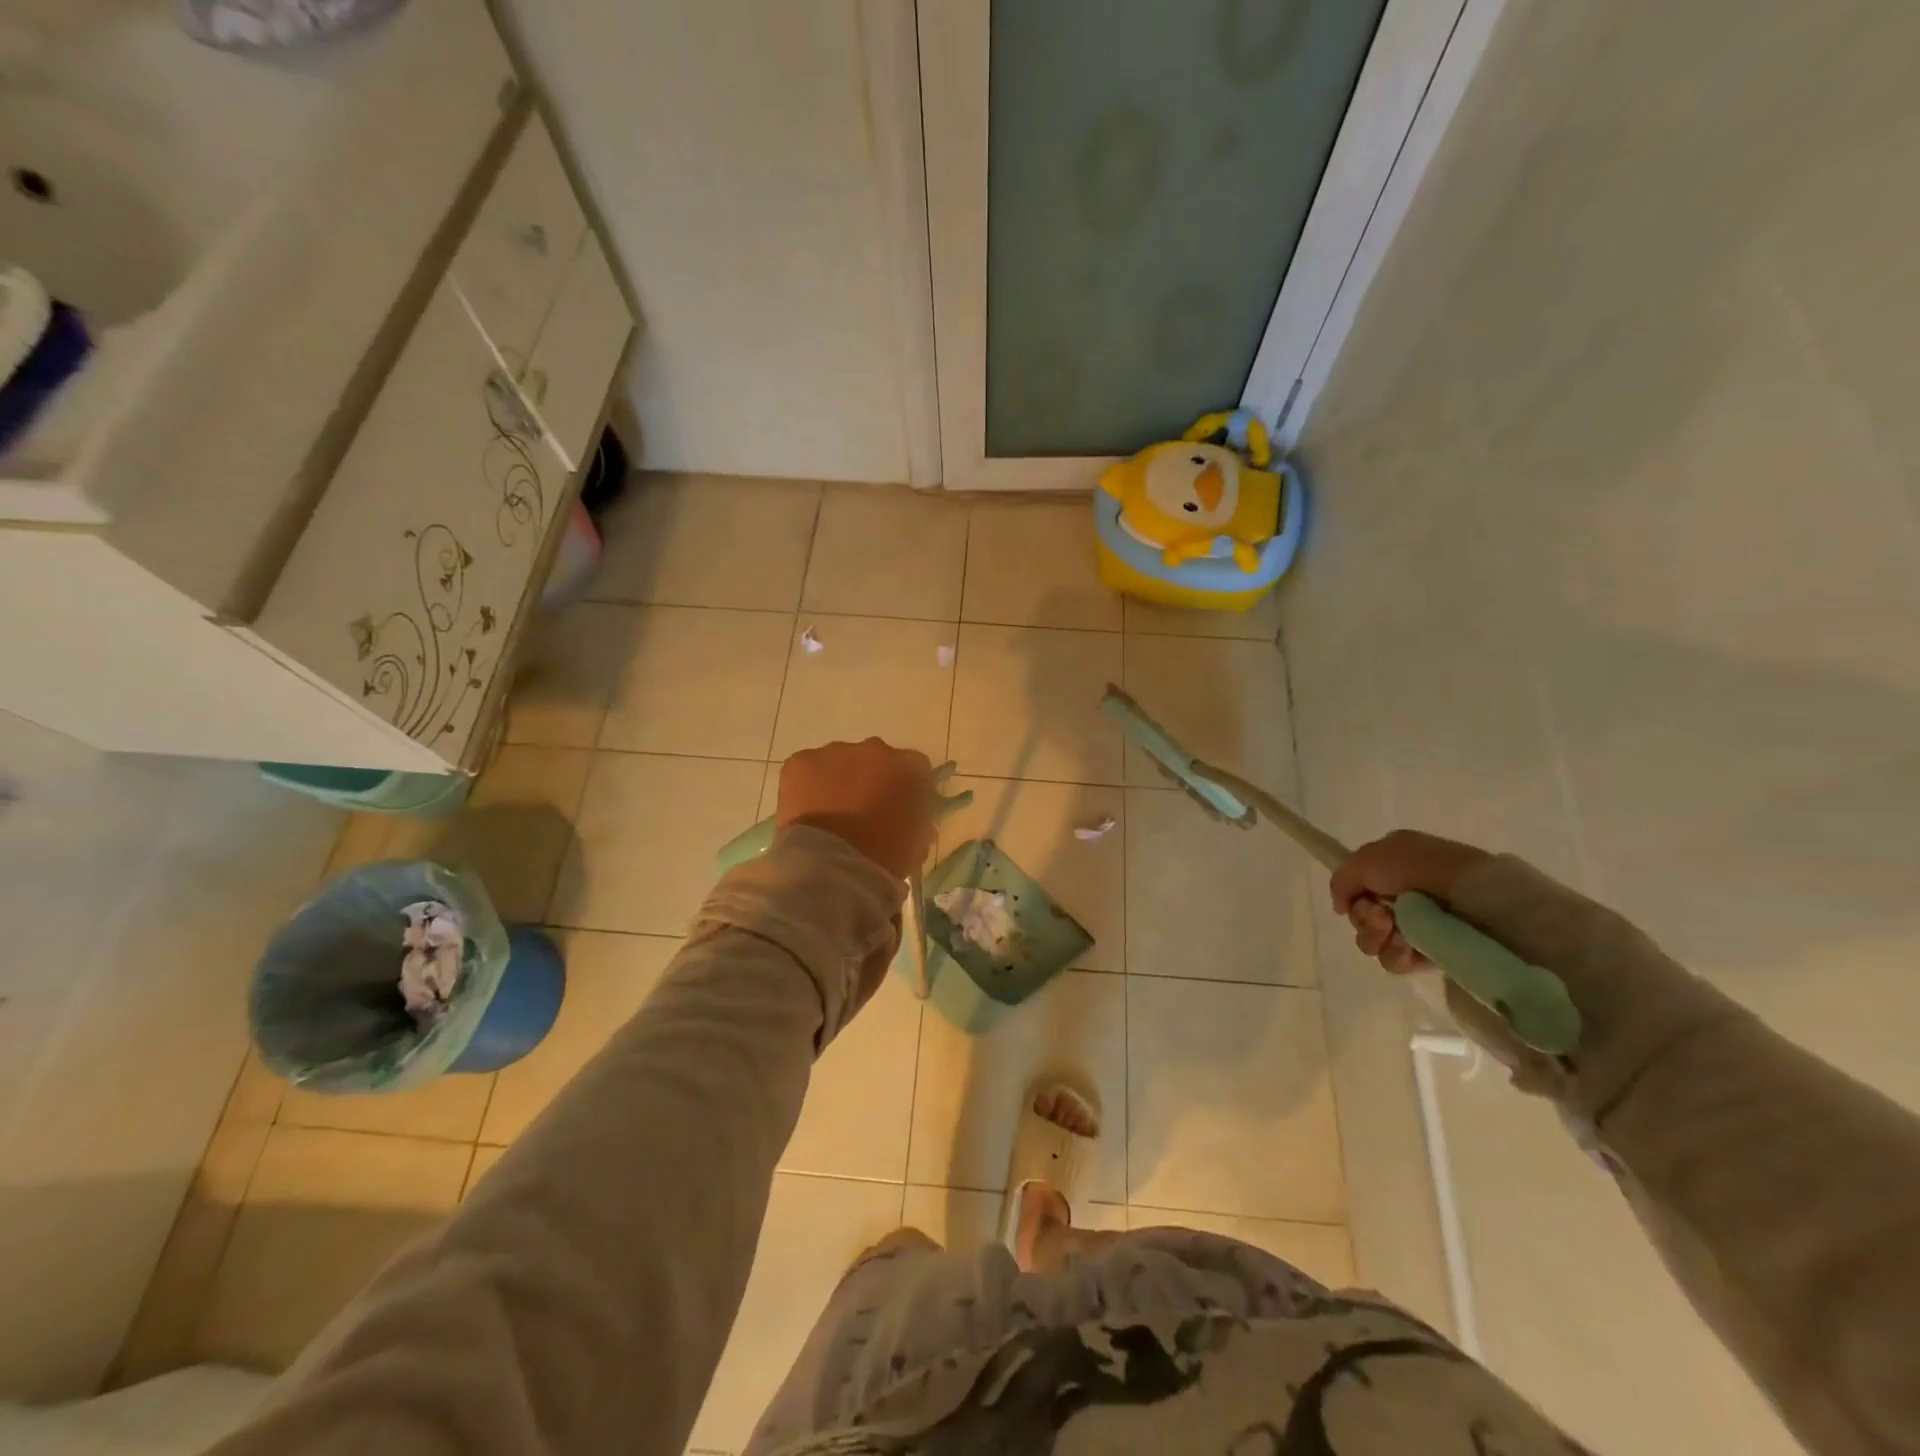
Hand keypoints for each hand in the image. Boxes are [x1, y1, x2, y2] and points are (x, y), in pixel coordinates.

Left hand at [777, 738, 935, 880]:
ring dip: (839, 781)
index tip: (900, 809)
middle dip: (871, 780)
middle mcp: (873, 749)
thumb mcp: (918, 841)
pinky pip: (808, 769)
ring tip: (831, 816)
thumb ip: (917, 817)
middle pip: (875, 759)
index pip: (915, 768)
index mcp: (908, 767)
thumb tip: (908, 814)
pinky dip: (808, 786)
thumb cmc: (884, 857)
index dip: (907, 788)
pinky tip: (808, 812)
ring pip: (839, 762)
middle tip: (863, 813)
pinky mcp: (800, 762)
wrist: (832, 868)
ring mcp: (834, 752)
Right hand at [1329, 829, 1490, 973]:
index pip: (1356, 890)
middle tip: (1381, 916)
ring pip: (1374, 941)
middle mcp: (1403, 895)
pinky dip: (1396, 955)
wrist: (1476, 896)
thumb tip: (1341, 907)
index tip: (1357, 900)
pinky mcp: (1432, 953)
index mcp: (1392, 867)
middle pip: (1361, 917)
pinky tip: (1407, 948)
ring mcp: (1418, 926)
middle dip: (1364, 919)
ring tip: (1396, 932)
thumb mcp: (1368, 858)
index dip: (1351, 897)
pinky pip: (1396, 960)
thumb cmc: (1421, 869)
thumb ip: (1342, 880)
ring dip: (1376, 937)